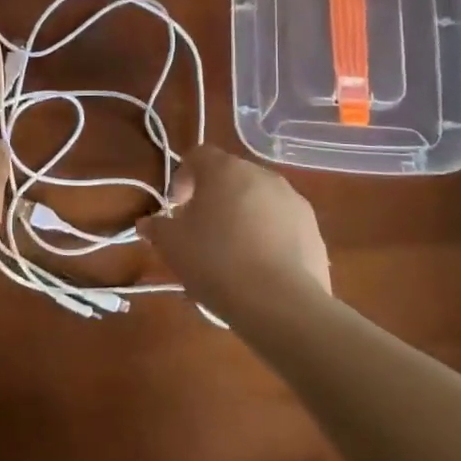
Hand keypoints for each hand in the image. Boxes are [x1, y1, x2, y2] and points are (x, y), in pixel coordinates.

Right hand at [137, 146, 331, 321]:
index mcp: (225, 170)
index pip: (198, 156)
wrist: (281, 304)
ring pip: (258, 199)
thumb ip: (157, 227)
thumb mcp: (172, 246)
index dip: (182, 178)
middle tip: (200, 231)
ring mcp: (293, 201)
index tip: (176, 208)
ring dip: (242, 215)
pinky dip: (268, 236)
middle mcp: (262, 175)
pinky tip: (259, 268)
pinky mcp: (313, 230)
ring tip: (231, 253)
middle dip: (213, 198)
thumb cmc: (216, 263)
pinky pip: (282, 224)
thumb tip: (147, 223)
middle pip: (230, 176)